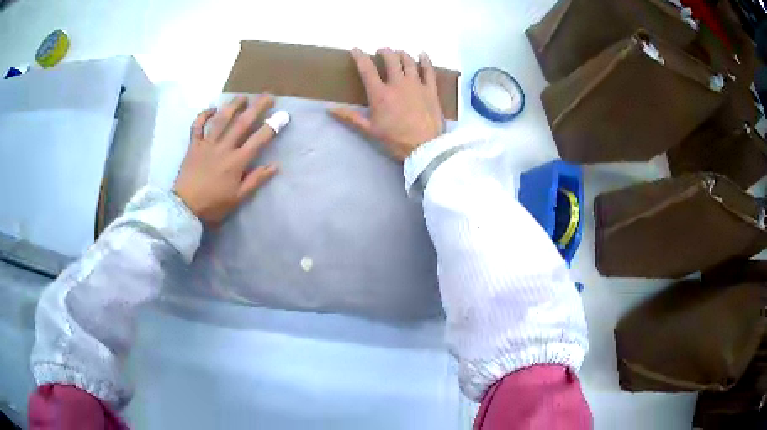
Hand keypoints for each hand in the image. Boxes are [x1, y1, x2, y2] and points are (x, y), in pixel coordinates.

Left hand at [173, 95, 278, 223]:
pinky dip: (203, 115)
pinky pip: (197, 126)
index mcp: (236, 162)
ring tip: (243, 97)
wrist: (184, 207)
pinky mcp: (193, 145)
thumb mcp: (238, 198)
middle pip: (242, 123)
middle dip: (257, 107)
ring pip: (221, 120)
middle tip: (268, 96)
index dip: (272, 127)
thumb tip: (274, 166)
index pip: (258, 140)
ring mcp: (207, 144)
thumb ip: (256, 180)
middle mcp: (223, 148)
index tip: (283, 115)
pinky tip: (211, 108)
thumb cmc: (213, 204)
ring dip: (233, 106)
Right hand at [330, 48, 443, 160]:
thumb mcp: (369, 130)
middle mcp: (398, 84)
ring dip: (402, 54)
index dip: (360, 57)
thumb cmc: (395, 140)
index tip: (356, 50)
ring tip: (399, 53)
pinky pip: (428, 70)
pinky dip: (425, 61)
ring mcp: (416, 85)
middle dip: (384, 52)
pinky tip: (422, 54)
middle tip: (381, 51)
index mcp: (380, 93)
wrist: (424, 147)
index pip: (367, 69)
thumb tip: (329, 109)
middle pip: (391, 60)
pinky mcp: (431, 90)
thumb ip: (350, 117)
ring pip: (409, 62)